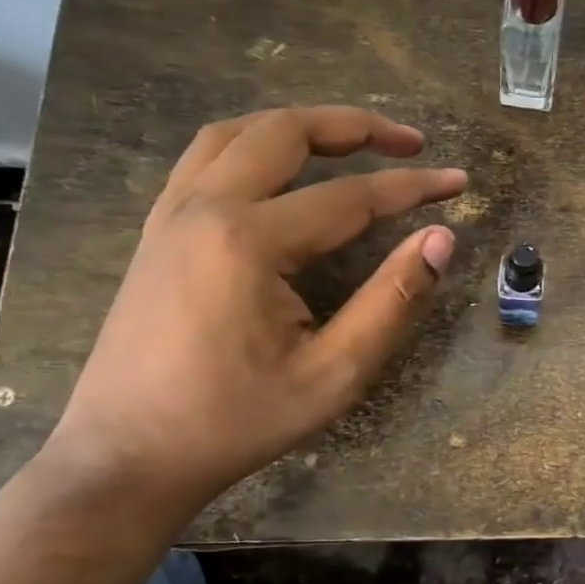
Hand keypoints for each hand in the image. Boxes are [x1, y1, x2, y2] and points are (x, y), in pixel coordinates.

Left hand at [44, 106, 465, 512]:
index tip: (458, 182)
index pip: (351, 196)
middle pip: (286, 132)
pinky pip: (206, 157)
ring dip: (301, 125)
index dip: (413, 187)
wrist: (126, 458)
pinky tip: (281, 170)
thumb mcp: (334, 374)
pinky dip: (256, 144)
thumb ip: (393, 301)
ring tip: (351, 141)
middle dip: (357, 127)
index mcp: (249, 241)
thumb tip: (441, 240)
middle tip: (410, 142)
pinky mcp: (157, 230)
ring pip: (238, 132)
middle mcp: (205, 207)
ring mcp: (171, 214)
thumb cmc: (235, 421)